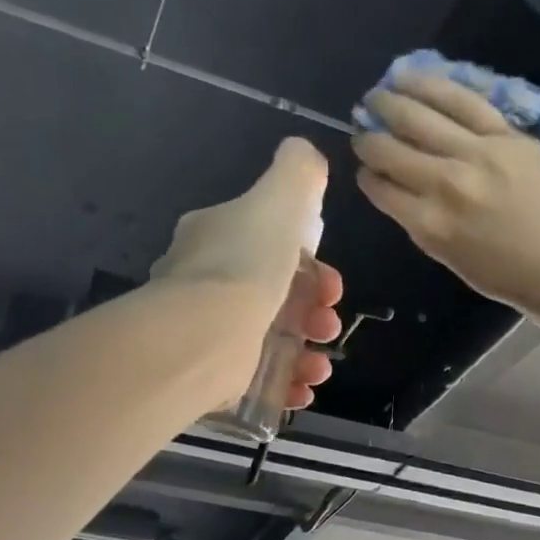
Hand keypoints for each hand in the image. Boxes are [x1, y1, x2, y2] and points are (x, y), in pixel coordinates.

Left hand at [152, 138, 343, 409]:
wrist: (205, 336)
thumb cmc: (246, 264)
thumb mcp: (279, 200)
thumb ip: (297, 172)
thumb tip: (305, 152)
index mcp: (218, 238)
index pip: (273, 246)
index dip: (313, 266)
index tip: (333, 284)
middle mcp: (208, 282)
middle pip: (278, 295)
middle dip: (315, 312)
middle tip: (328, 325)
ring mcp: (209, 330)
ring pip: (272, 339)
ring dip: (308, 352)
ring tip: (319, 366)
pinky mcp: (212, 372)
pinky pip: (260, 378)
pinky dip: (287, 383)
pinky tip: (304, 387)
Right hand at [352, 76, 539, 328]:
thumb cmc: (525, 284)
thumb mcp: (462, 266)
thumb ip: (433, 230)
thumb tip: (413, 199)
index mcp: (432, 227)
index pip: (382, 190)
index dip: (368, 176)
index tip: (367, 169)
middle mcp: (446, 185)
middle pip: (392, 149)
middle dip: (370, 137)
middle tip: (364, 128)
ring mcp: (479, 155)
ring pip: (420, 116)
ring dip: (391, 102)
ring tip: (379, 94)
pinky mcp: (509, 136)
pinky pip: (463, 101)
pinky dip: (433, 86)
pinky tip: (413, 76)